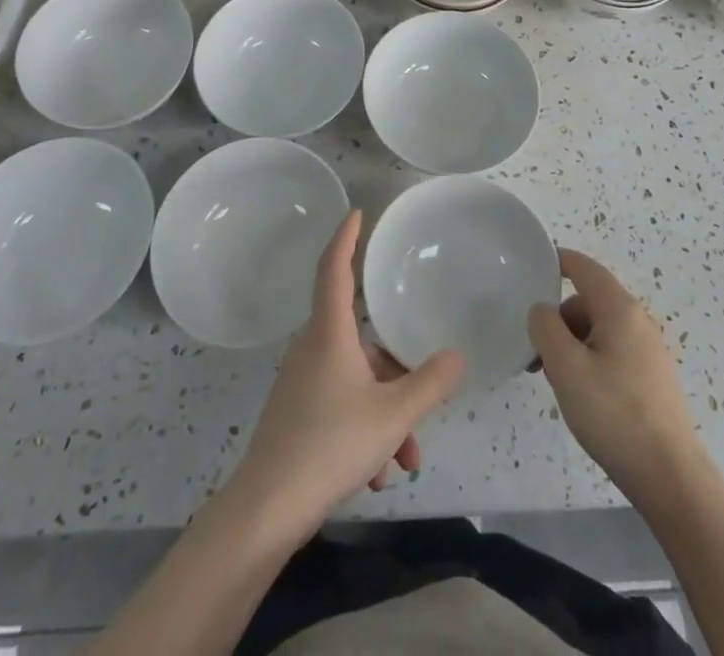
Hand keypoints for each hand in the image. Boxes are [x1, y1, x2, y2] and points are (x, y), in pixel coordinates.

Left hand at [228, 211, 463, 542]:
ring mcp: (301, 382)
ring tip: (404, 458)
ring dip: (385, 414)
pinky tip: (377, 472)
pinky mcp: (296, 413)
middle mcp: (312, 348)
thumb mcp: (392, 415)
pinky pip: (341, 405)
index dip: (346, 237)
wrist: (266, 510)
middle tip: (423, 401)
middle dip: (397, 372)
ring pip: (356, 381)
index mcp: (329, 332)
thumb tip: (457, 356)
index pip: (334, 267)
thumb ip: (429, 383)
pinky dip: (365, 429)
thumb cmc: (330, 444)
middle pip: (362, 340)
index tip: (357, 213)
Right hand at [529, 249, 705, 504]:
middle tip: (536, 353)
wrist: (670, 478)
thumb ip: (546, 328)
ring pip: (598, 330)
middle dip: (559, 319)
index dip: (556, 261)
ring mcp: (648, 351)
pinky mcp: (651, 379)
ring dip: (572, 344)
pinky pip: (611, 353)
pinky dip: (589, 361)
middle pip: (588, 301)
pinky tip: (582, 396)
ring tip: (557, 381)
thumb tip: (542, 310)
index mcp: (619, 309)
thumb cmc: (614, 414)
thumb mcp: (566, 367)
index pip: (583, 267)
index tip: (529, 270)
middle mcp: (637, 321)